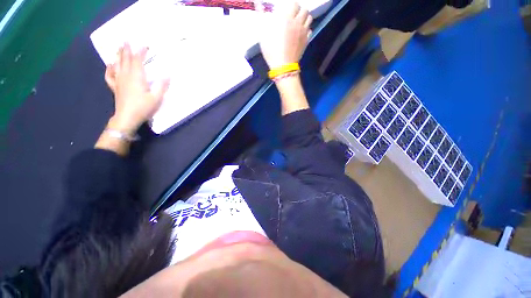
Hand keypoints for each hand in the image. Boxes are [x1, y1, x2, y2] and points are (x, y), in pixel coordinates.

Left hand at [105, 44, 169, 132]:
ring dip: (118, 55)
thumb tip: (168, 75)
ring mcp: (118, 81)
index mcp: (137, 77)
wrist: (127, 117)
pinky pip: (110, 75)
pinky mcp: (115, 87)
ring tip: (118, 48)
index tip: (144, 45)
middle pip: (125, 60)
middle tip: (126, 40)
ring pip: (117, 64)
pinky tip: (109, 65)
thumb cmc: (143, 108)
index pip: (138, 60)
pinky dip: (109, 69)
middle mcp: (126, 76)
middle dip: (126, 50)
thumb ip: (162, 86)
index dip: (141, 52)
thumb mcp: (156, 98)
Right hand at [259, 2, 311, 68]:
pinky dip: (306, 29)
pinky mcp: (306, 41)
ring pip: (309, 18)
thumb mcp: (264, 36)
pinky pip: (310, 30)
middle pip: (304, 9)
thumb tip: (265, 13)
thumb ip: (265, 22)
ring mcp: (303, 32)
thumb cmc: (272, 51)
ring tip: (298, 23)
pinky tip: (301, 33)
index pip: (294, 4)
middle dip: (298, 11)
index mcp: (286, 19)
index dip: (290, 6)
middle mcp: (297, 23)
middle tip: (293, 16)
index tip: (286, 11)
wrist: (283, 66)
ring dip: (304, 18)